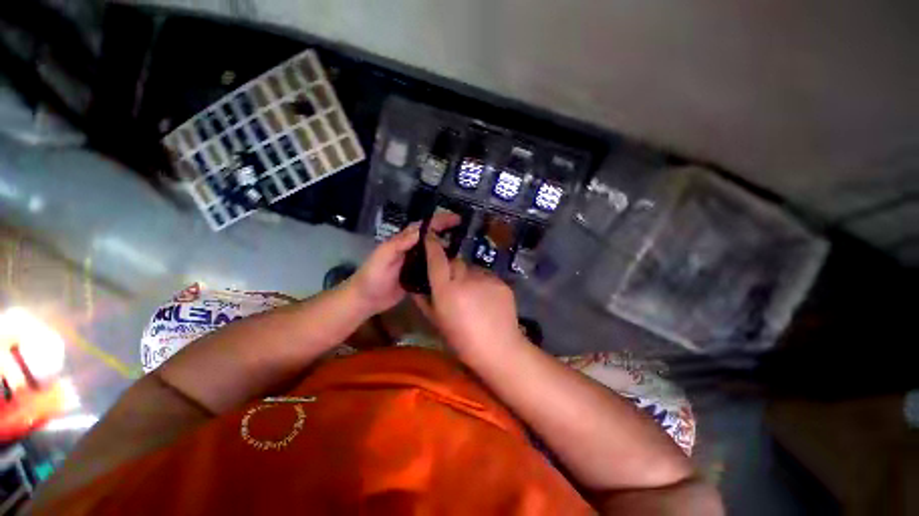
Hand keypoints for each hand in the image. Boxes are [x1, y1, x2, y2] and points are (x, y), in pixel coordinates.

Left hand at [348, 211, 459, 315]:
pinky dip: (442, 263)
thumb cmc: (372, 275)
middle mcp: (411, 249)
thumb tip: (421, 231)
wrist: (366, 299)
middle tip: (464, 231)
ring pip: (433, 251)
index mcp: (403, 241)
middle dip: (446, 231)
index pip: (423, 227)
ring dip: (447, 246)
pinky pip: (432, 266)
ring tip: (464, 246)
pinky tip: (453, 266)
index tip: (456, 219)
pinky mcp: (418, 276)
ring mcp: (415, 263)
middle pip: (431, 237)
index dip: (439, 221)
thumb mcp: (384, 256)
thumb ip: (400, 243)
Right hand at [414, 233, 522, 353]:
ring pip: (472, 269)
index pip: (437, 259)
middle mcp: (466, 279)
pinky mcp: (501, 282)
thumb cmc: (463, 341)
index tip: (430, 236)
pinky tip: (486, 298)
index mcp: (447, 290)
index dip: (432, 245)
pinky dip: (482, 282)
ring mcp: (486, 278)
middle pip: (456, 262)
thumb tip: (417, 287)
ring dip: (468, 276)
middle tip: (454, 284)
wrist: (499, 349)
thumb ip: (425, 301)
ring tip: (472, 294)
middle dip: (452, 268)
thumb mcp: (438, 323)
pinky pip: (486, 276)